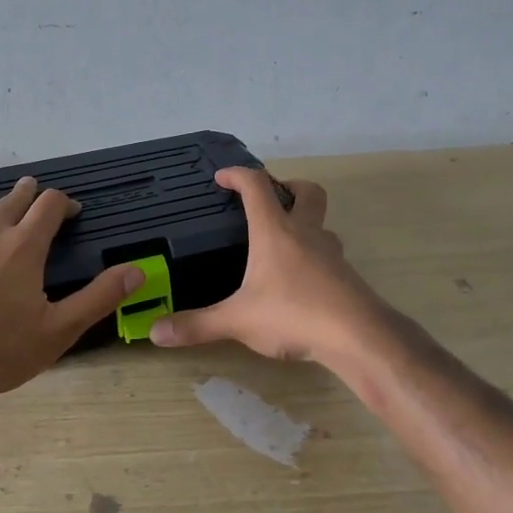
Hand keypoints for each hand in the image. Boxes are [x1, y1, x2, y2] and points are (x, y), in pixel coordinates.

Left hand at [0, 177, 143, 402]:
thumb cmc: (1, 352)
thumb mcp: (60, 330)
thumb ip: (99, 297)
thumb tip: (136, 270)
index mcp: (23, 247)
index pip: (49, 206)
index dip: (63, 202)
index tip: (71, 210)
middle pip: (9, 200)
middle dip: (25, 192)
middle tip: (31, 188)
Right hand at [149, 168, 389, 364]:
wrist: (357, 337)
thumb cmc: (293, 314)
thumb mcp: (237, 321)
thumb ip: (197, 325)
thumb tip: (154, 332)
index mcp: (276, 232)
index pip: (257, 187)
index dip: (238, 175)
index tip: (222, 177)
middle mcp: (306, 234)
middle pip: (307, 192)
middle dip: (288, 187)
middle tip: (269, 200)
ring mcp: (331, 254)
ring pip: (322, 224)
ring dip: (305, 223)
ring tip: (282, 244)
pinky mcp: (346, 277)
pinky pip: (328, 254)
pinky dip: (313, 256)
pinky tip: (299, 281)